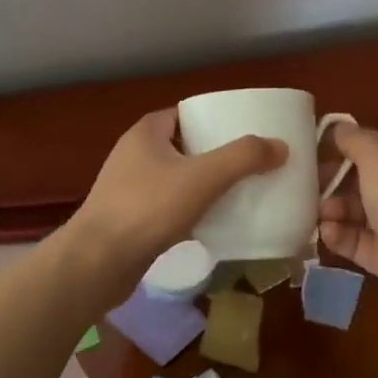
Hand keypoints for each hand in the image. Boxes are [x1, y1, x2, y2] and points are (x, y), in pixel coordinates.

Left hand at [70, 109, 285, 285]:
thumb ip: (243, 158)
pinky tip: (212, 224)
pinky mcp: (129, 218)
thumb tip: (280, 146)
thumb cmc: (147, 209)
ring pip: (176, 178)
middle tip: (249, 164)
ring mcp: (128, 187)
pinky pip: (167, 206)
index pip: (186, 114)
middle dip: (215, 154)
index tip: (245, 132)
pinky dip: (190, 210)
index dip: (215, 119)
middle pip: (184, 145)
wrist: (97, 263)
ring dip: (203, 184)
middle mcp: (134, 153)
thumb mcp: (203, 178)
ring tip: (238, 193)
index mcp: (146, 132)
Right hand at [320, 126, 377, 333]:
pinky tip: (326, 233)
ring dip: (335, 209)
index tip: (315, 149)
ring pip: (359, 211)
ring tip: (319, 213)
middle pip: (365, 179)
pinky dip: (341, 236)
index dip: (348, 144)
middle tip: (309, 184)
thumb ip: (355, 140)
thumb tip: (339, 127)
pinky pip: (359, 241)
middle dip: (336, 181)